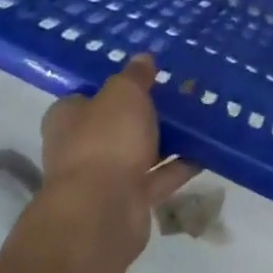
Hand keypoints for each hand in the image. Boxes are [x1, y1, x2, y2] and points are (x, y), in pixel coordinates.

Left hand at [38, 54, 199, 264]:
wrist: (101, 213)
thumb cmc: (105, 140)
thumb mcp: (123, 93)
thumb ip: (134, 76)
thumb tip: (142, 58)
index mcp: (67, 117)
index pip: (89, 95)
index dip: (115, 85)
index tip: (146, 75)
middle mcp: (80, 147)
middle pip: (116, 124)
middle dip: (144, 113)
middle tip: (178, 94)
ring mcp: (103, 178)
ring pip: (138, 151)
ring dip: (164, 140)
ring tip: (198, 119)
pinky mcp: (127, 202)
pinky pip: (157, 178)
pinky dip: (178, 167)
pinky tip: (205, 152)